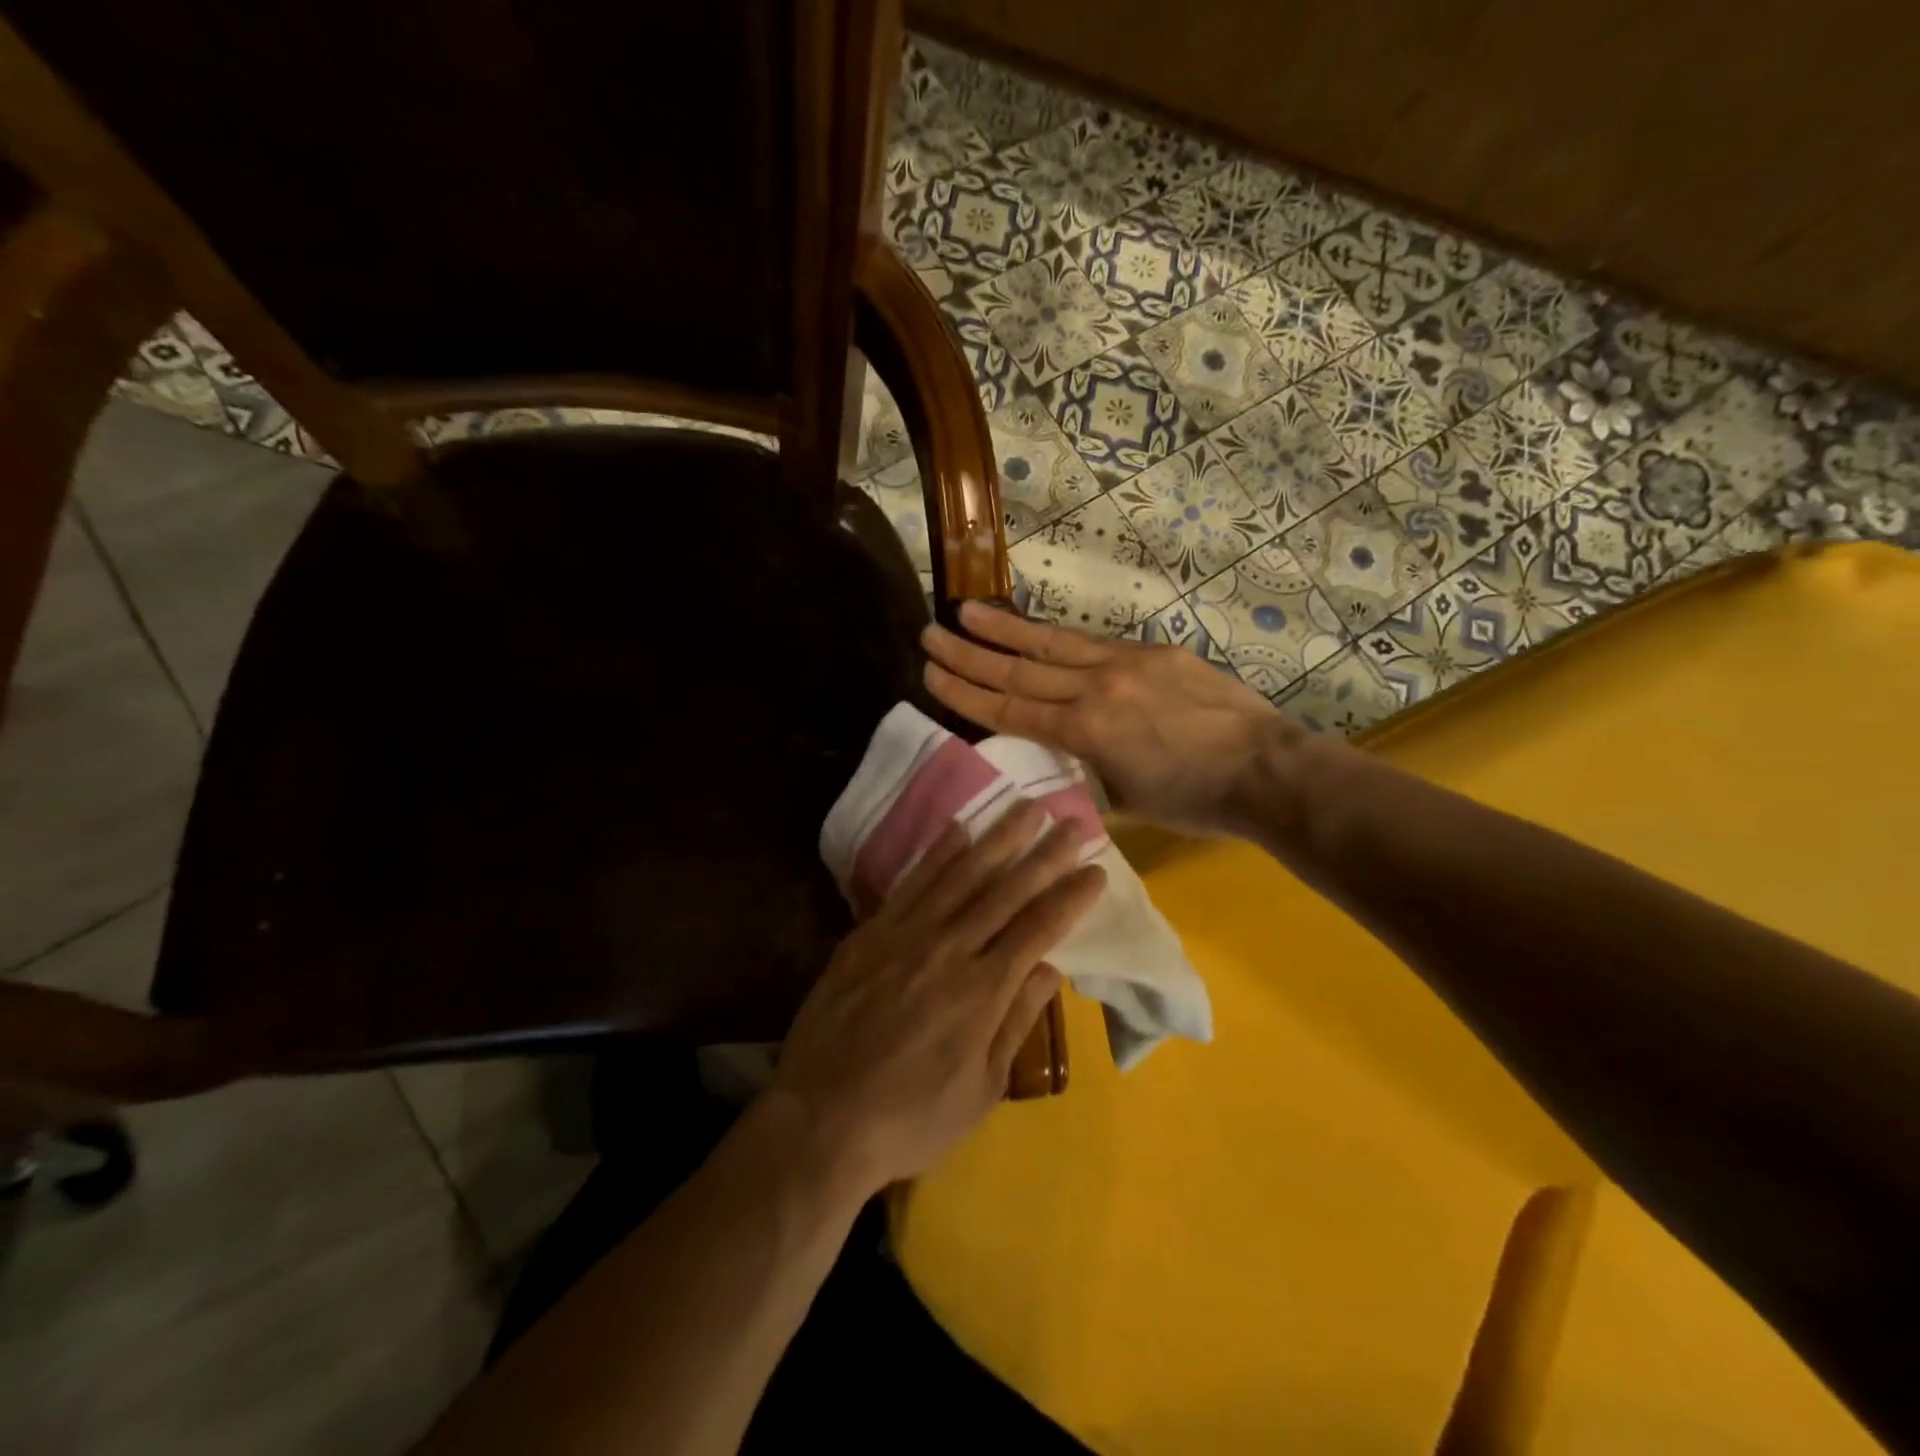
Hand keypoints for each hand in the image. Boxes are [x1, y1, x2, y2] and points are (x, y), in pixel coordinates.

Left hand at [769, 800, 1104, 1193]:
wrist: (820, 1118)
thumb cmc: (910, 1117)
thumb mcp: (980, 1088)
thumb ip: (1015, 1022)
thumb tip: (1051, 968)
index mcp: (983, 991)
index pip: (1039, 928)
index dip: (1071, 897)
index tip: (1097, 870)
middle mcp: (949, 949)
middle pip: (1007, 890)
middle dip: (1046, 854)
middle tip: (1075, 822)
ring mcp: (906, 935)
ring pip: (962, 875)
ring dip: (999, 838)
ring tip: (1026, 807)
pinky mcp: (870, 933)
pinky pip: (912, 883)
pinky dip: (938, 854)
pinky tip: (959, 828)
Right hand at [921, 602, 1301, 837]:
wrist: (1265, 769)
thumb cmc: (1194, 800)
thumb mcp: (1125, 800)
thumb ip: (1083, 772)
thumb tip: (1061, 756)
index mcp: (1085, 732)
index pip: (1009, 709)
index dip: (966, 692)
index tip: (930, 674)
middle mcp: (1096, 688)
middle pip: (1019, 670)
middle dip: (970, 653)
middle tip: (930, 633)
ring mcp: (1126, 663)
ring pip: (1052, 644)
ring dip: (1005, 629)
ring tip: (967, 611)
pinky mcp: (1154, 652)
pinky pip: (1094, 644)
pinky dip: (1058, 638)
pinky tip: (1037, 631)